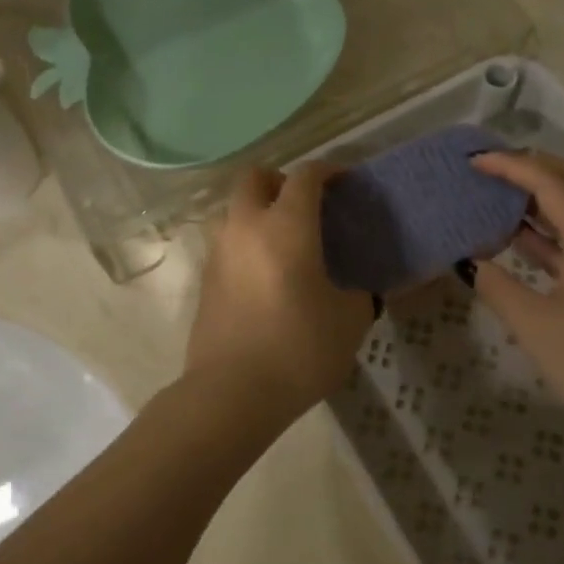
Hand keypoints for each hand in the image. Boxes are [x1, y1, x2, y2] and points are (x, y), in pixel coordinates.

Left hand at [185, 164, 373, 422]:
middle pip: (255, 178)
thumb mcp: (350, 320)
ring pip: (234, 210)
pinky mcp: (204, 280)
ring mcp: (218, 252)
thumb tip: (356, 289)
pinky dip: (246, 245)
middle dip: (281, 182)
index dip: (328, 171)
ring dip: (257, 212)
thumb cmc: (300, 348)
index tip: (345, 183)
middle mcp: (246, 227)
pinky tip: (266, 277)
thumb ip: (359, 293)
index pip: (306, 176)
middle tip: (306, 208)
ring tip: (284, 244)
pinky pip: (226, 244)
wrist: (232, 392)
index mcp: (286, 225)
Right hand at [470, 151, 563, 442]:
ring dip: (548, 195)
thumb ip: (496, 284)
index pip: (550, 183)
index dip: (511, 167)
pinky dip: (557, 226)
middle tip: (494, 169)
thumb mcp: (533, 323)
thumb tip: (468, 261)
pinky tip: (523, 236)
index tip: (474, 162)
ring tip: (503, 194)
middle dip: (536, 168)